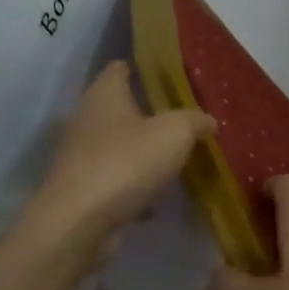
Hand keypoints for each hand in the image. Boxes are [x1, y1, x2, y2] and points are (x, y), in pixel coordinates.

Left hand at [33, 61, 214, 245]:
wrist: (79, 222)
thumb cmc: (126, 162)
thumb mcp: (175, 133)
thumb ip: (194, 121)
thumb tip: (208, 120)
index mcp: (104, 94)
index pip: (120, 67)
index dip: (143, 67)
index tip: (169, 76)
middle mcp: (87, 118)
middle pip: (120, 107)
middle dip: (148, 113)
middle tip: (182, 119)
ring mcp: (81, 156)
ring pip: (118, 145)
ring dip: (142, 151)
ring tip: (174, 157)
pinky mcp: (83, 188)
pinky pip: (116, 178)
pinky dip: (134, 184)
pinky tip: (156, 195)